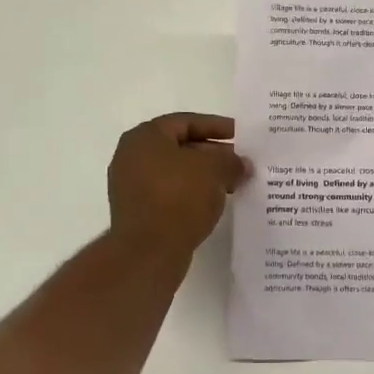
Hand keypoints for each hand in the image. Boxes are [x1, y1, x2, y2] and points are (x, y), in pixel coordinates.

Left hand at [108, 113, 246, 255]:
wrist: (149, 251)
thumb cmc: (179, 197)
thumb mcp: (214, 170)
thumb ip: (232, 161)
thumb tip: (242, 164)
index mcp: (145, 137)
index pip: (186, 122)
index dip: (216, 126)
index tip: (240, 135)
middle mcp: (132, 156)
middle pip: (180, 146)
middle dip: (213, 153)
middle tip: (240, 162)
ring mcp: (131, 185)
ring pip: (176, 172)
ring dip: (205, 175)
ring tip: (233, 183)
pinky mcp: (137, 211)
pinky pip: (170, 193)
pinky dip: (192, 193)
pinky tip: (214, 202)